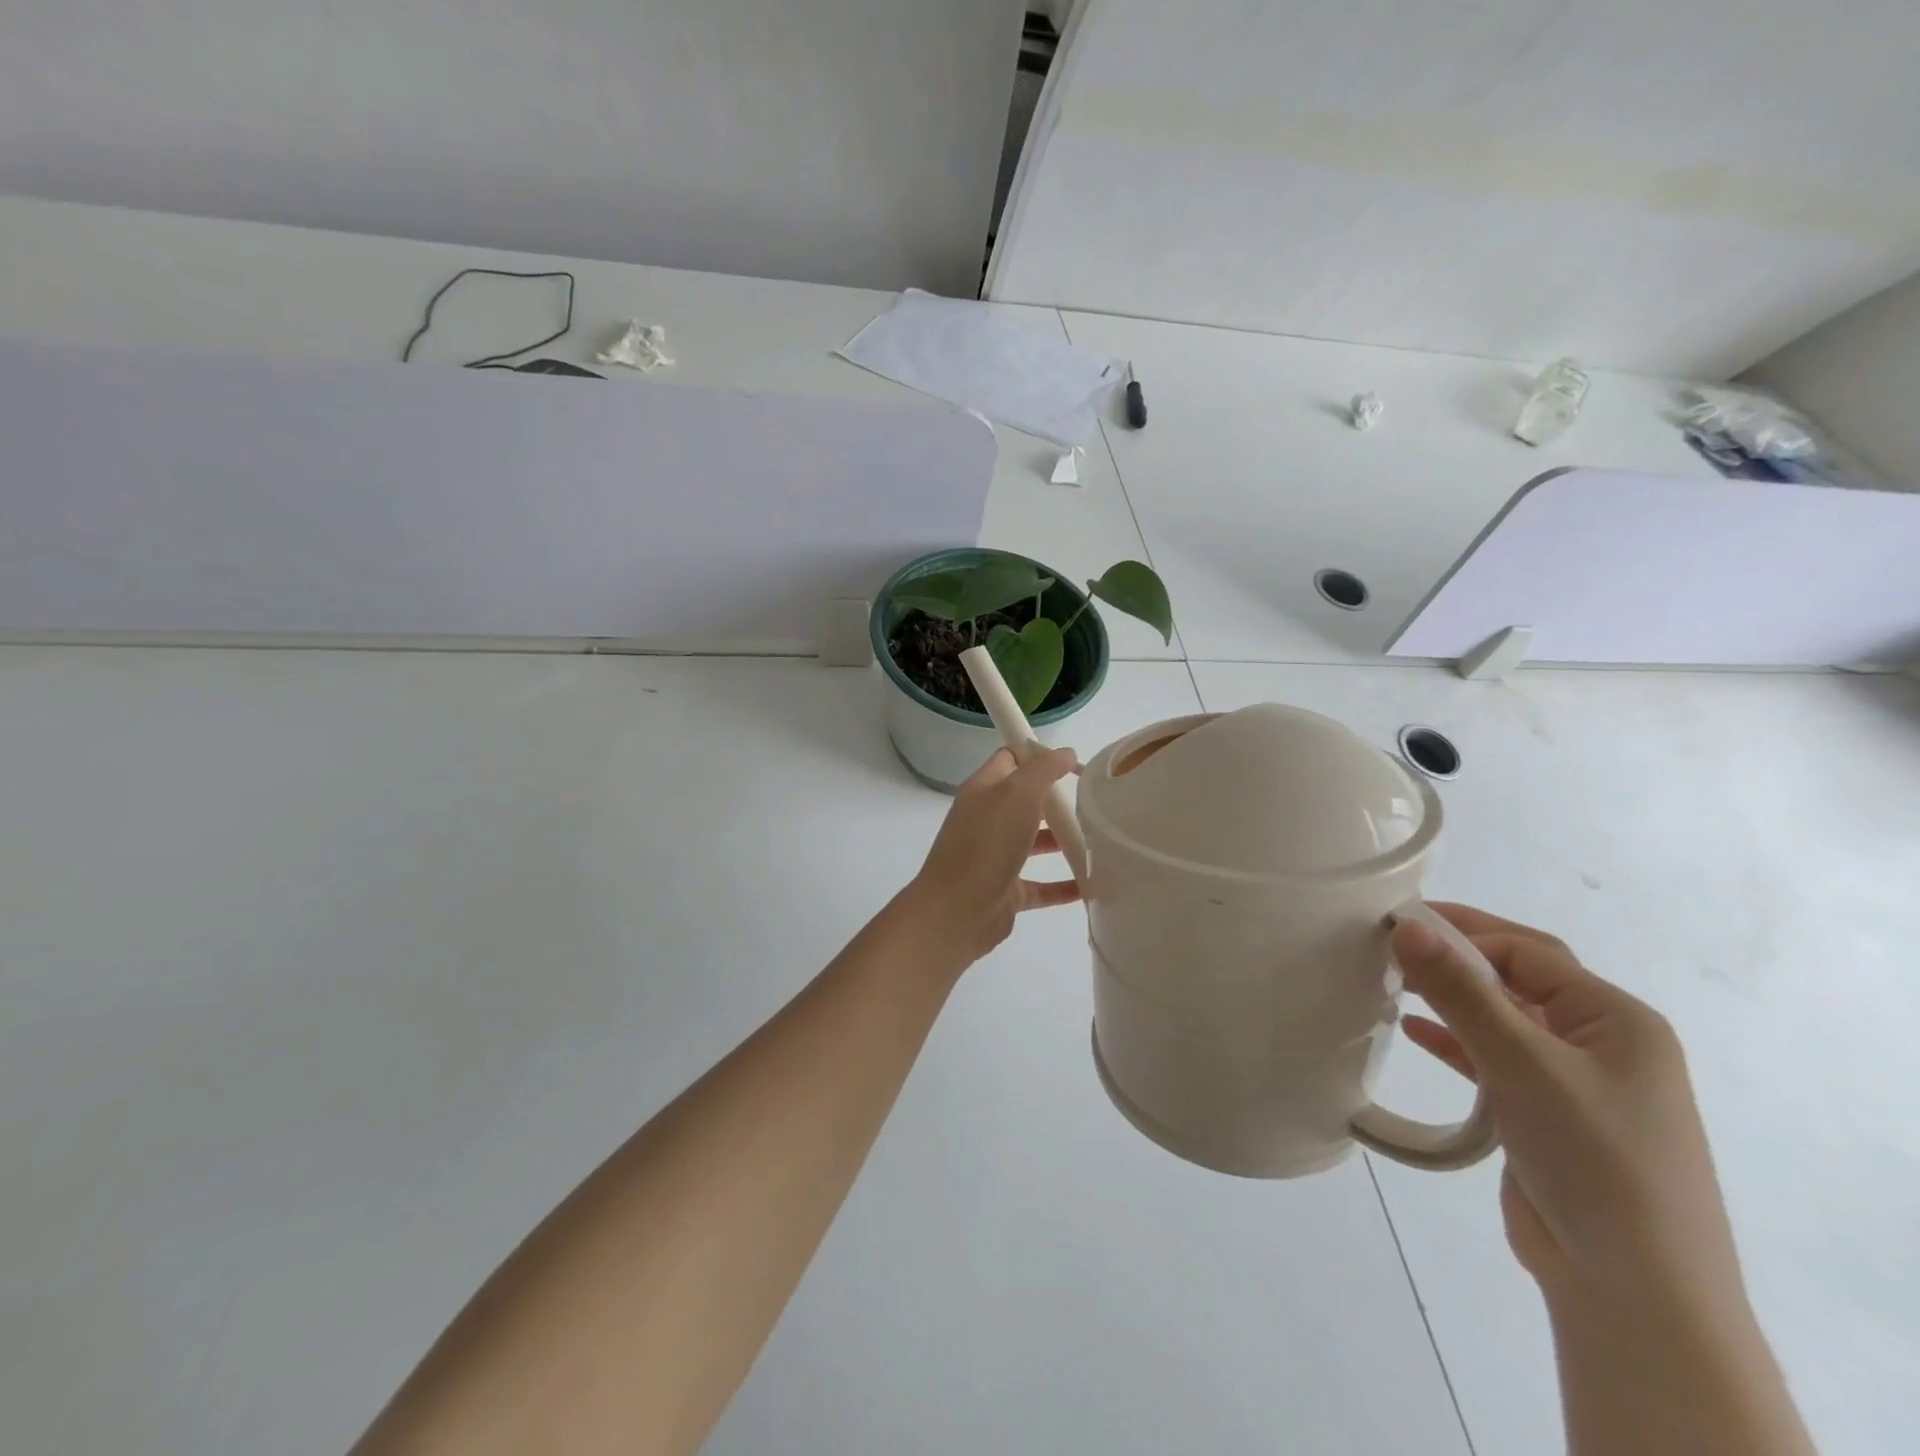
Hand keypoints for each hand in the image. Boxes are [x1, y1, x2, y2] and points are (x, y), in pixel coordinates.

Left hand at [900, 748, 1081, 967]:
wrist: (957, 912)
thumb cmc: (986, 844)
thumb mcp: (1017, 794)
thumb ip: (1043, 770)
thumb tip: (1066, 752)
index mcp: (984, 790)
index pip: (1011, 759)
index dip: (1039, 755)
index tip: (1076, 762)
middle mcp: (987, 820)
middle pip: (1026, 801)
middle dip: (1058, 800)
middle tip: (1095, 802)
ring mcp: (996, 857)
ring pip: (1034, 842)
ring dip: (1064, 840)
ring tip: (1101, 840)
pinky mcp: (1007, 891)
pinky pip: (1041, 885)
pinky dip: (1064, 884)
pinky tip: (1092, 885)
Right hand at [1390, 906, 1743, 1312]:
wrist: (1634, 1291)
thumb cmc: (1593, 1159)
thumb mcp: (1522, 1064)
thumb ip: (1462, 992)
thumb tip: (1405, 926)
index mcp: (1617, 1020)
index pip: (1528, 952)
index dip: (1462, 932)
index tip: (1396, 925)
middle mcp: (1602, 1043)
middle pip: (1518, 979)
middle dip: (1457, 958)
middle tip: (1390, 942)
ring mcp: (1577, 1083)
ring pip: (1503, 1018)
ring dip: (1452, 998)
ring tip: (1391, 981)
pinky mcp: (1548, 1116)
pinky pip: (1495, 1059)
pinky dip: (1456, 1041)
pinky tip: (1415, 1030)